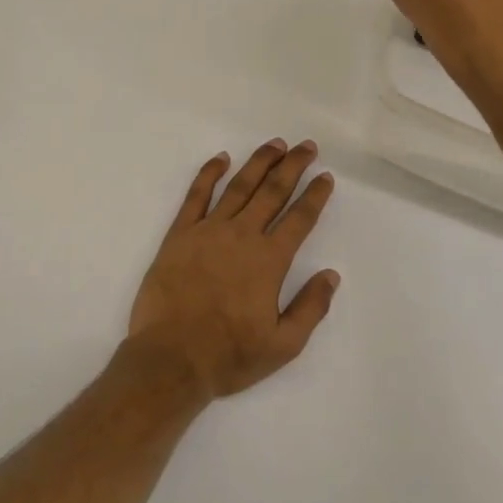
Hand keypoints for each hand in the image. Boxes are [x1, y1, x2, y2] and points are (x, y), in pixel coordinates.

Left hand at [126, 141, 340, 400]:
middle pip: (272, 191)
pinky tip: (221, 158)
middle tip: (307, 146)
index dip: (315, 195)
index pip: (299, 218)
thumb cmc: (229, 356)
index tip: (326, 177)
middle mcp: (242, 236)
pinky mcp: (179, 233)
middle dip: (292, 166)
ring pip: (238, 186)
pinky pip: (196, 195)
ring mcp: (208, 230)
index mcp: (269, 260)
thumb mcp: (283, 345)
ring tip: (275, 144)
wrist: (171, 358)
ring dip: (259, 162)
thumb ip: (310, 307)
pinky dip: (209, 173)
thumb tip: (331, 275)